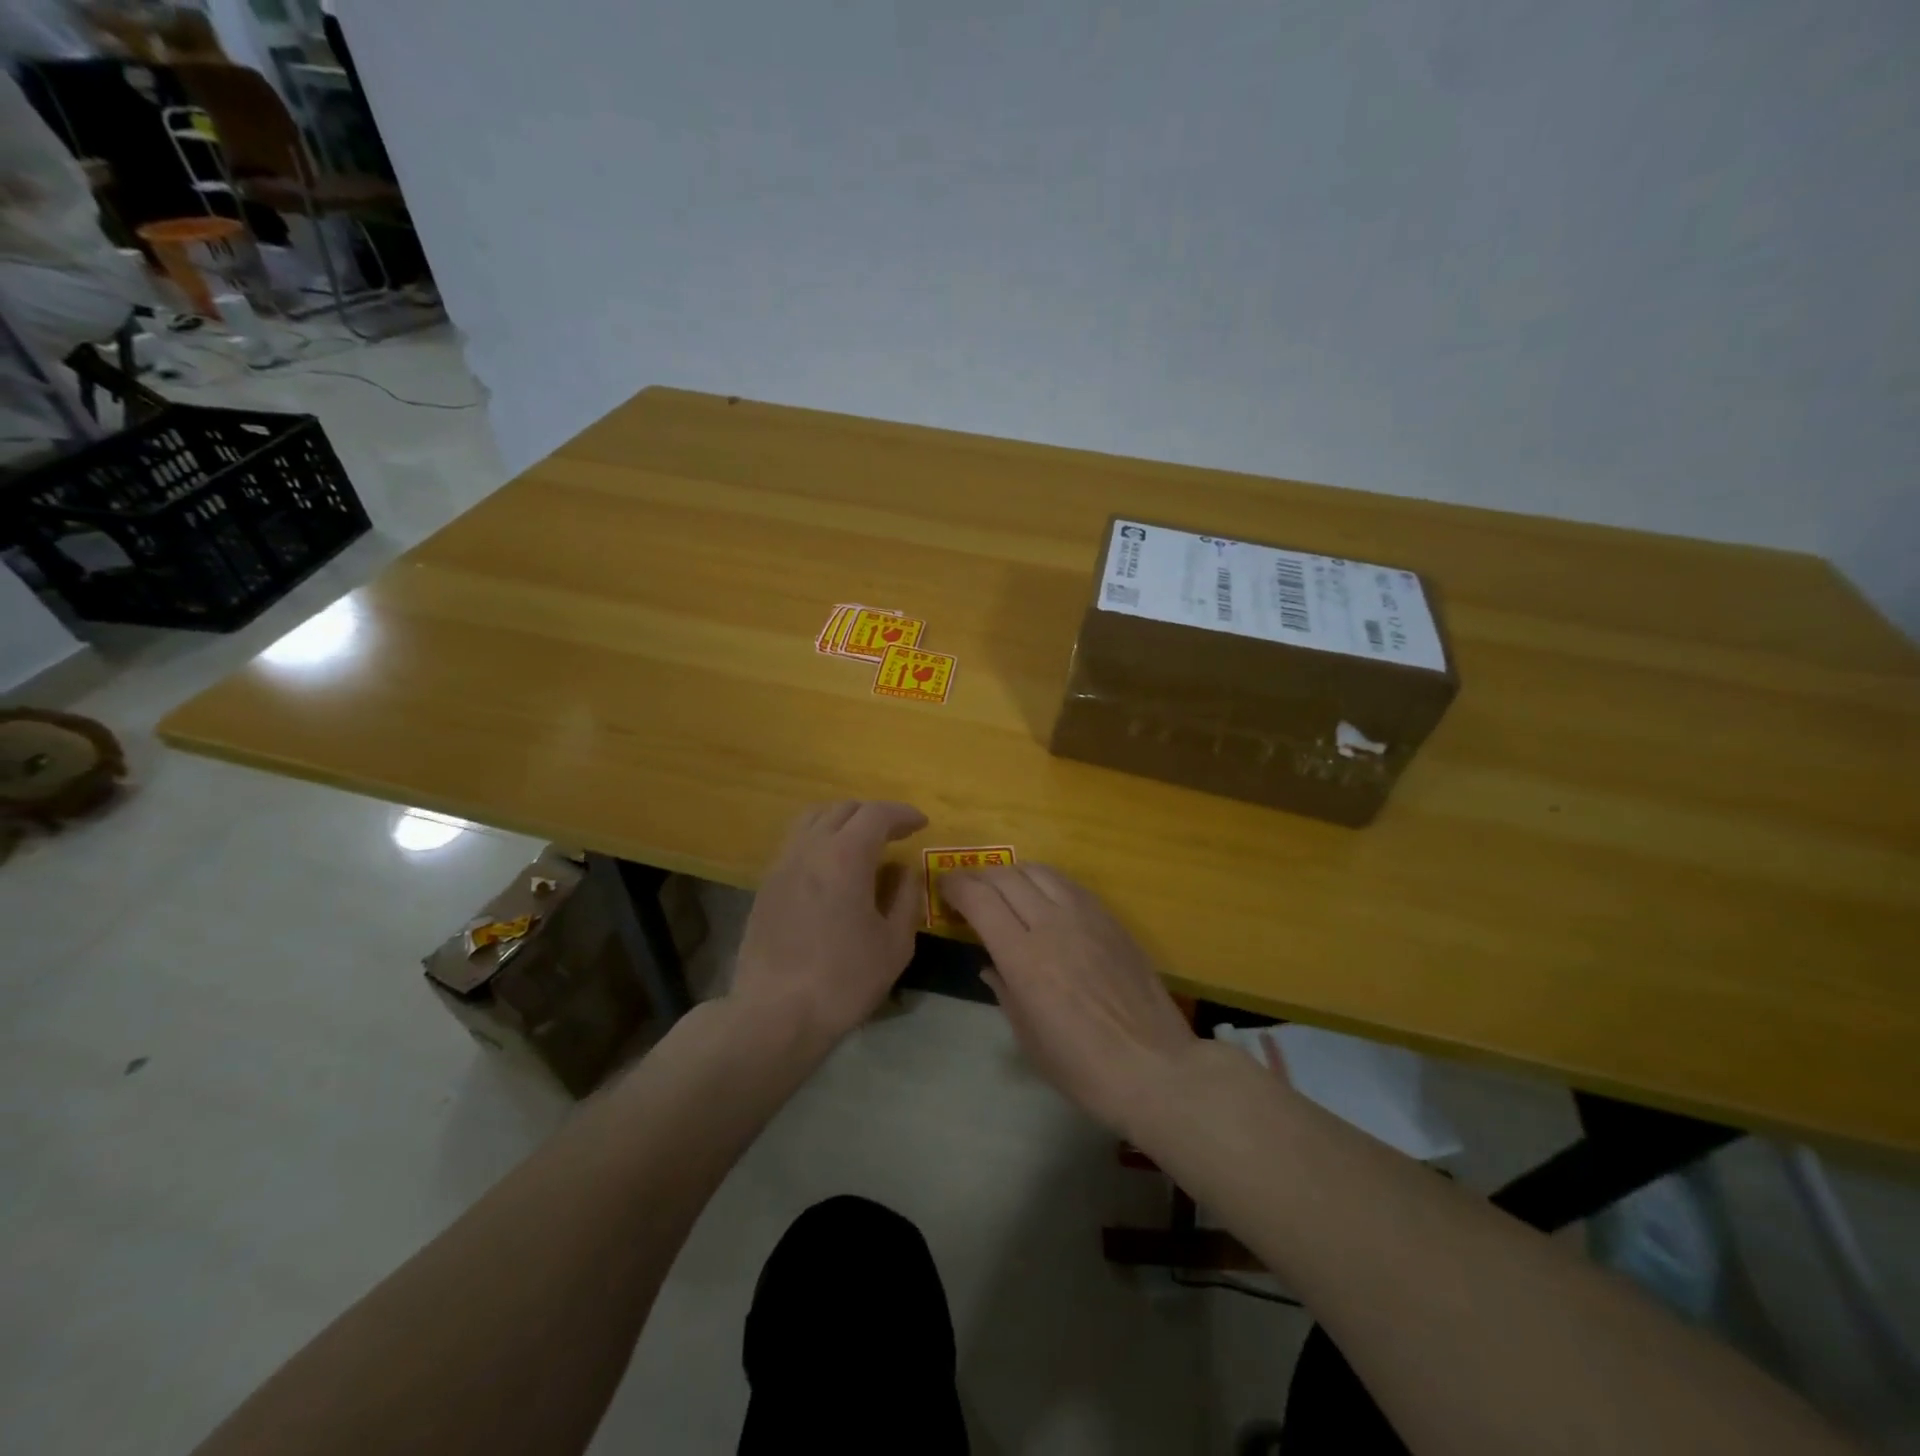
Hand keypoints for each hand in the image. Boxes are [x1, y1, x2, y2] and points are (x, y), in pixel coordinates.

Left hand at [732, 800, 927, 1046]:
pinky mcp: (766, 886)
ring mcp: (782, 865)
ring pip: (812, 820)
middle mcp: (810, 849)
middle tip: (896, 834)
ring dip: (842, 821)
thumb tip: (905, 872)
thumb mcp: (894, 944)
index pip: (876, 814)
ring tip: (861, 843)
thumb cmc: (844, 980)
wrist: (776, 1013)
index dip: (902, 814)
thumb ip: (906, 898)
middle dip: (873, 815)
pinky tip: (831, 869)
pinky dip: (819, 841)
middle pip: (843, 810)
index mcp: (845, 856)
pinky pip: (796, 844)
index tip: (921, 824)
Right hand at [941, 863, 1198, 1134]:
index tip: (944, 890)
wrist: (1154, 1067)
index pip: (979, 899)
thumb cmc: (1082, 1067)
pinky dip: (1045, 881)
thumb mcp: (1028, 1037)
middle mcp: (1052, 925)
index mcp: (1023, 958)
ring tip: (1005, 888)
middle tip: (968, 889)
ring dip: (1013, 873)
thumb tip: (990, 965)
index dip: (956, 887)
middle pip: (1006, 877)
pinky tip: (1044, 897)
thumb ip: (1003, 990)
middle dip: (979, 877)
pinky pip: (1069, 884)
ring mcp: (1086, 916)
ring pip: (1039, 871)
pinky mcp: (1111, 919)